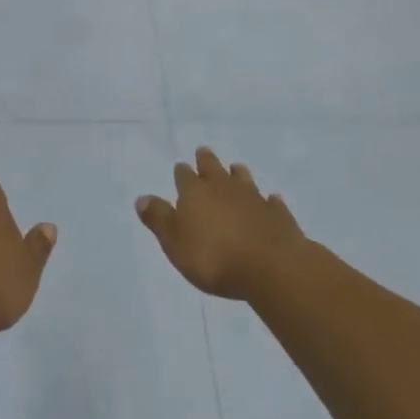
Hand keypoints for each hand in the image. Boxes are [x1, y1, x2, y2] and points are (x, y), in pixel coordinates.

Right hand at [137, 147, 305, 300]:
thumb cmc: (213, 258)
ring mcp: (253, 198)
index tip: (181, 167)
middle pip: (213, 168)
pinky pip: (270, 202)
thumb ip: (159, 219)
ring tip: (236, 168)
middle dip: (206, 160)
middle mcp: (223, 188)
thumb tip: (142, 197)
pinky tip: (270, 200)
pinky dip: (268, 200)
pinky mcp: (277, 214)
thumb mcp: (175, 243)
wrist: (270, 267)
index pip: (184, 176)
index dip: (182, 173)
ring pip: (242, 179)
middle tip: (203, 152)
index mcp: (195, 193)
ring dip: (237, 174)